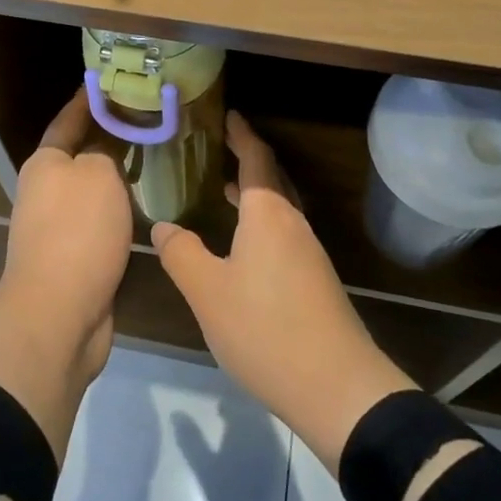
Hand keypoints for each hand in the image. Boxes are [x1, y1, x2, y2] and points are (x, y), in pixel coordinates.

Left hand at [0, 87, 135, 371]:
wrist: (58, 314)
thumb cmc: (77, 231)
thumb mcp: (98, 175)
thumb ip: (106, 152)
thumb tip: (106, 151)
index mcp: (45, 164)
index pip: (68, 120)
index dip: (86, 101)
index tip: (106, 82)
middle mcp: (46, 192)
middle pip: (81, 156)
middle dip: (109, 138)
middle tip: (147, 122)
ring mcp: (57, 229)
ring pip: (94, 192)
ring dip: (118, 179)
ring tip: (155, 160)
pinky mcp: (74, 260)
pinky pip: (102, 224)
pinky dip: (121, 212)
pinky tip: (148, 208)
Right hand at [151, 112, 415, 473]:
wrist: (337, 386)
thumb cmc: (266, 328)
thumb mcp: (208, 292)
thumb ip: (182, 254)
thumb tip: (163, 226)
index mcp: (268, 214)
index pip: (256, 158)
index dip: (241, 134)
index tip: (229, 114)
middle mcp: (292, 224)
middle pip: (271, 179)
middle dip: (247, 158)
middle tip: (220, 145)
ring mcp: (308, 253)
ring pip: (278, 208)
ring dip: (253, 192)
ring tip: (222, 188)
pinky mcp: (315, 280)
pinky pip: (283, 232)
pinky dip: (260, 221)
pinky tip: (243, 245)